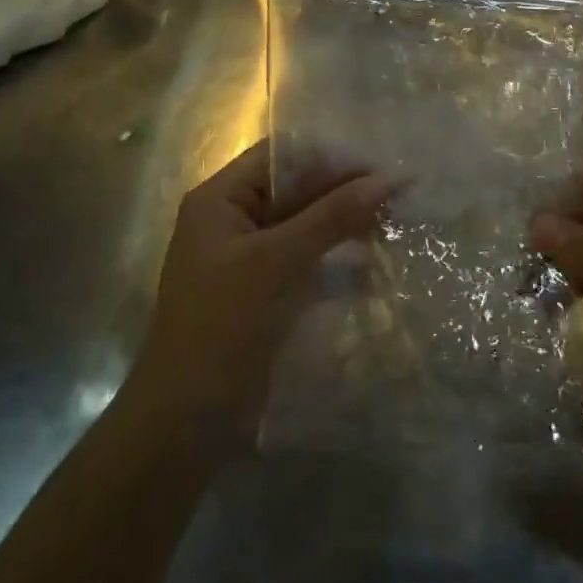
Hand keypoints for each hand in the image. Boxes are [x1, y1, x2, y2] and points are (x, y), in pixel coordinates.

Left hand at [130, 140, 388, 431]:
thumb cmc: (217, 328)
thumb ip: (329, 218)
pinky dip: (339, 262)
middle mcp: (235, 220)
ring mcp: (252, 258)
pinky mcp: (268, 292)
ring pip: (307, 227)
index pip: (281, 158)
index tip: (380, 165)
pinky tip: (375, 267)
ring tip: (395, 223)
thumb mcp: (271, 264)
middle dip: (344, 192)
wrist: (183, 425)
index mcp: (220, 200)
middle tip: (399, 195)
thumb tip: (387, 180)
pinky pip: (309, 262)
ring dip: (346, 226)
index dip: (330, 158)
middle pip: (297, 190)